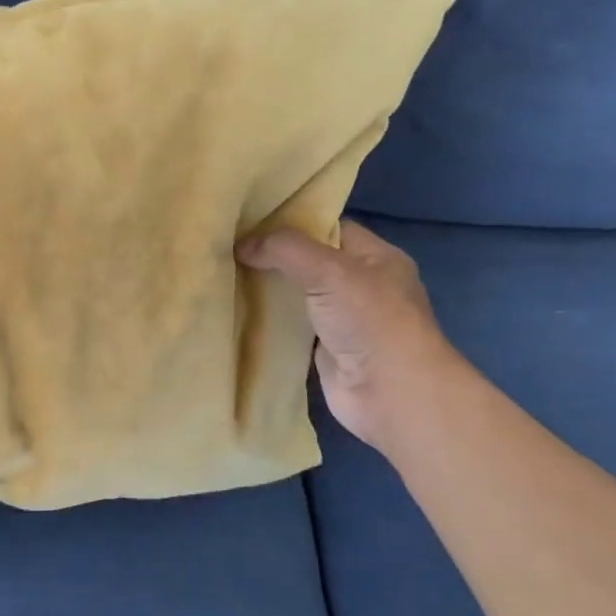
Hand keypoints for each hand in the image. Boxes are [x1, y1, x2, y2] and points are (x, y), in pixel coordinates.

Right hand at [237, 219, 457, 450]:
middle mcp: (361, 285)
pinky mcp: (324, 349)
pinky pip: (290, 325)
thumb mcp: (330, 270)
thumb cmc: (371, 321)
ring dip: (267, 288)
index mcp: (376, 257)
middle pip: (309, 261)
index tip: (250, 221)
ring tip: (225, 273)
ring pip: (297, 294)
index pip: (329, 228)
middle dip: (273, 255)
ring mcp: (343, 319)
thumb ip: (286, 250)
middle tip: (230, 246)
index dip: (292, 222)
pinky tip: (236, 310)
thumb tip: (242, 245)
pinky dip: (267, 319)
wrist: (391, 395)